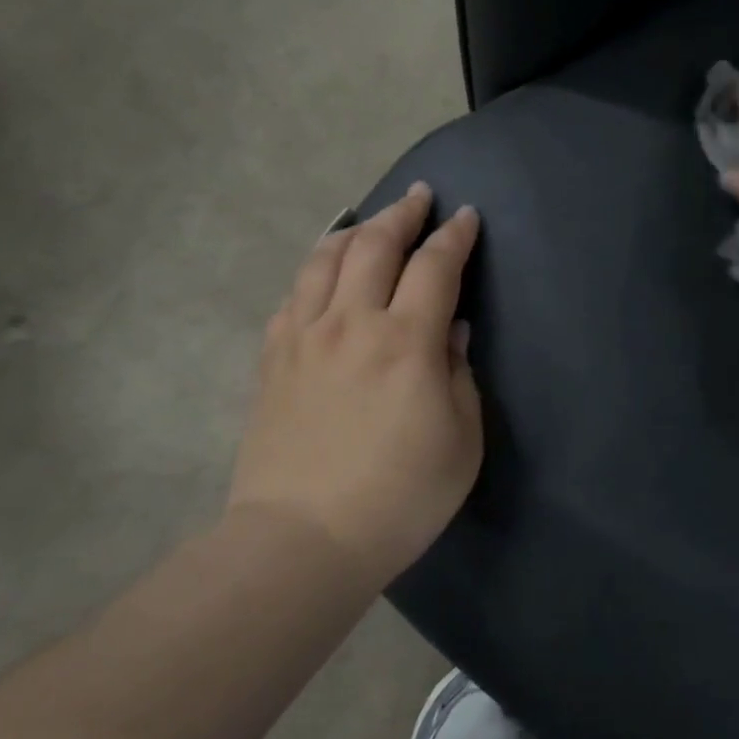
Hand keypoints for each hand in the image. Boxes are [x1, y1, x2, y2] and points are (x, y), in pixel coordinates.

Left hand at [226, 182, 482, 581]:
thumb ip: (459, 376)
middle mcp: (351, 324)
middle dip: (402, 214)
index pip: (435, 267)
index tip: (466, 217)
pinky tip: (322, 274)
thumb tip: (449, 332)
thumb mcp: (461, 441)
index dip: (454, 237)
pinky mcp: (272, 360)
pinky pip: (292, 297)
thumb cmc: (400, 497)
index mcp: (405, 342)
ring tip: (369, 222)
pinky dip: (313, 272)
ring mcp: (303, 338)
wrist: (303, 541)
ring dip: (354, 231)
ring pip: (325, 260)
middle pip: (375, 246)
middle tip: (419, 196)